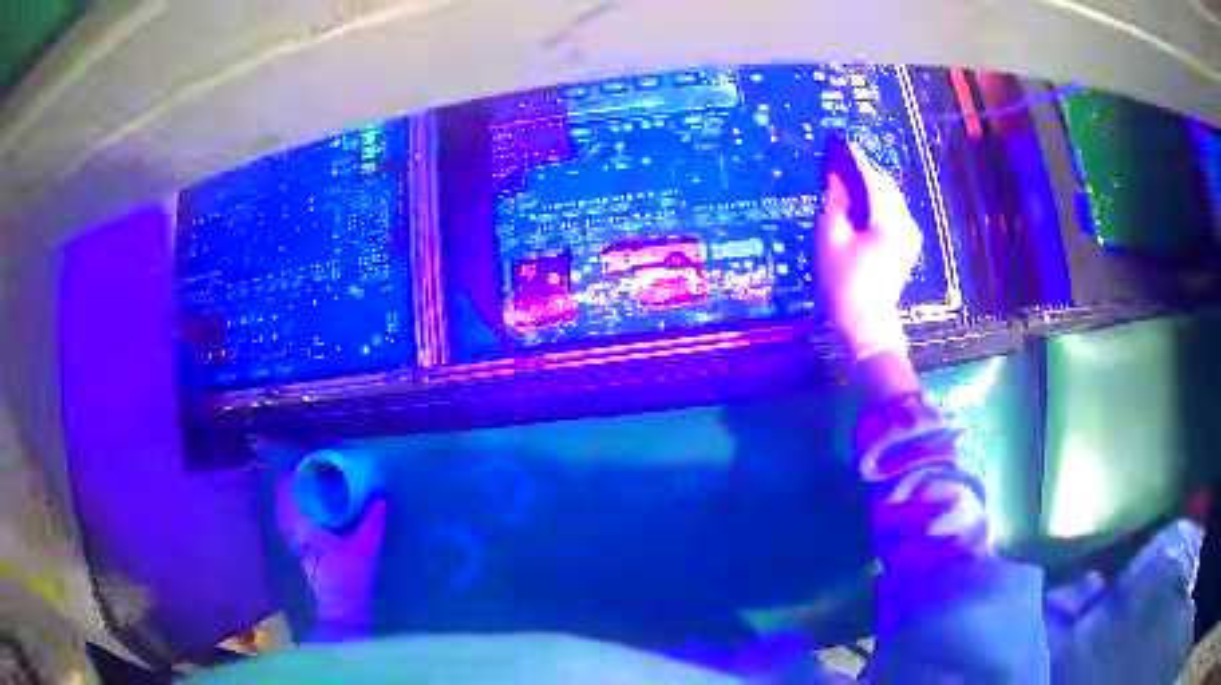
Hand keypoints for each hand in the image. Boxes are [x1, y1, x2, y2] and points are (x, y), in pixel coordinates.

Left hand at [275, 474, 386, 641]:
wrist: (334, 625)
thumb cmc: (344, 587)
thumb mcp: (363, 553)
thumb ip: (371, 524)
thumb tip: (380, 497)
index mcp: (298, 523)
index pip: (291, 483)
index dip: (303, 468)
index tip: (322, 459)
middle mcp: (287, 529)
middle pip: (289, 495)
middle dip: (305, 482)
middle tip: (328, 472)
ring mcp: (289, 545)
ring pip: (291, 511)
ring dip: (305, 499)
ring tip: (328, 492)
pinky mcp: (296, 558)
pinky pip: (297, 526)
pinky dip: (308, 517)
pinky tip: (326, 520)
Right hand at [816, 140, 921, 361]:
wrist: (866, 324)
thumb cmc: (843, 284)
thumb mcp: (831, 239)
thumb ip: (835, 202)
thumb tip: (836, 176)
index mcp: (889, 221)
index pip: (872, 180)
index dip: (854, 159)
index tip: (839, 141)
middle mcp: (906, 223)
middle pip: (886, 186)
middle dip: (864, 170)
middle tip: (840, 157)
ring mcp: (909, 235)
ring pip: (890, 198)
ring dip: (870, 185)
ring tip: (846, 174)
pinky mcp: (906, 244)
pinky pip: (891, 212)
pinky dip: (875, 201)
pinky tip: (859, 199)